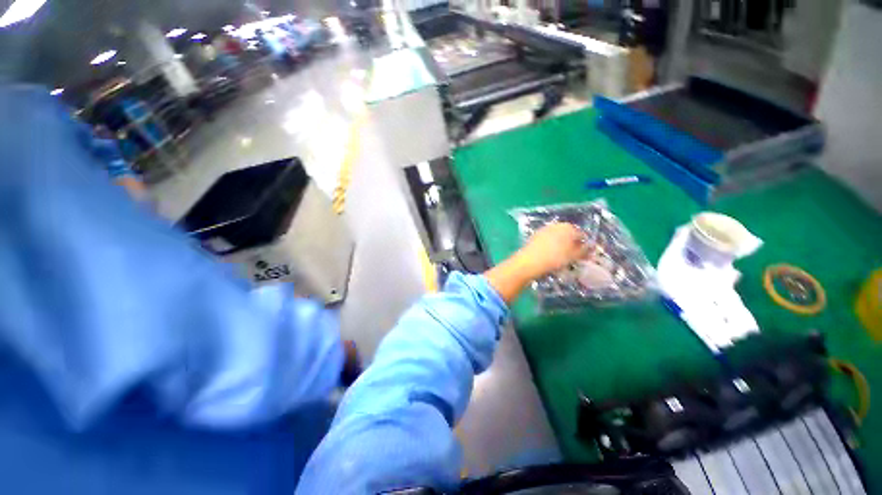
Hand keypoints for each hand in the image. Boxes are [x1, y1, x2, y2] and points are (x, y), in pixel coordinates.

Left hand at [484, 222, 590, 303]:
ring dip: (560, 246)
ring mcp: (543, 230)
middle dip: (571, 245)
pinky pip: (547, 242)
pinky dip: (550, 248)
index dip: (584, 246)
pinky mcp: (534, 236)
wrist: (529, 262)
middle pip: (568, 235)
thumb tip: (588, 249)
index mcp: (568, 227)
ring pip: (557, 238)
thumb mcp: (573, 257)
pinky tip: (549, 257)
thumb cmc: (555, 258)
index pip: (581, 235)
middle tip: (572, 258)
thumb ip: (583, 251)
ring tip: (560, 259)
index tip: (584, 257)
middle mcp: (556, 225)